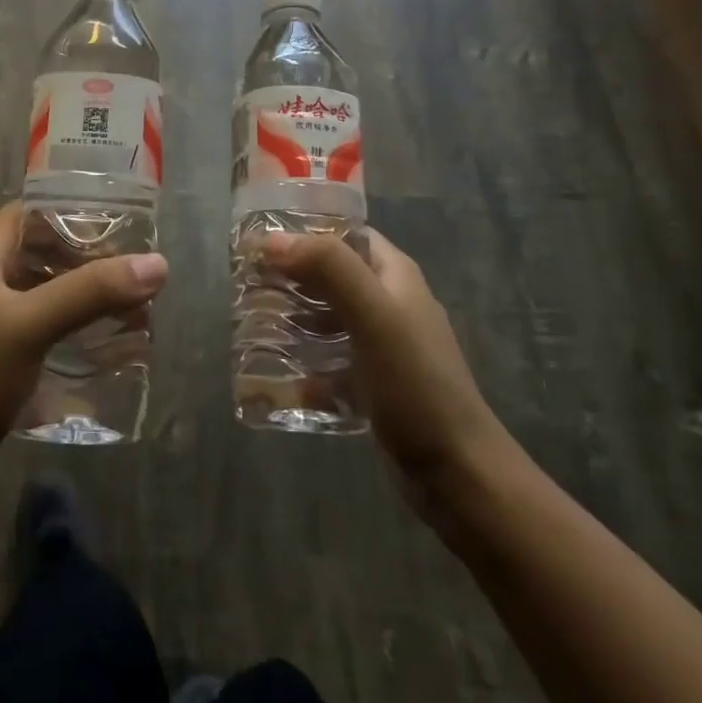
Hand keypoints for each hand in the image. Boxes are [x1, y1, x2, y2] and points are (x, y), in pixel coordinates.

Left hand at [0, 202, 167, 499]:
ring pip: (40, 290)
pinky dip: (66, 326)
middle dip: (86, 261)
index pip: (31, 212)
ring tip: (126, 312)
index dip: (73, 214)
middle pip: (40, 252)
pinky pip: (35, 324)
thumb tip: (157, 264)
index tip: (119, 230)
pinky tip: (94, 346)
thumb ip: (90, 292)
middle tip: (131, 276)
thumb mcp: (30, 327)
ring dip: (80, 296)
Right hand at [264, 229, 514, 526]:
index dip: (305, 229)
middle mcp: (389, 303)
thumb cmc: (416, 383)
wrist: (456, 473)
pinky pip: (327, 361)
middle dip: (290, 275)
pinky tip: (268, 372)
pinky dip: (300, 361)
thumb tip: (271, 239)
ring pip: (325, 317)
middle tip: (245, 280)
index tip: (260, 237)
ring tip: (248, 318)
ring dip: (291, 316)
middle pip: (331, 274)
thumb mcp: (374, 316)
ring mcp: (380, 346)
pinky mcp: (370, 384)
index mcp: (395, 276)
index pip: (346, 234)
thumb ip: (328, 269)